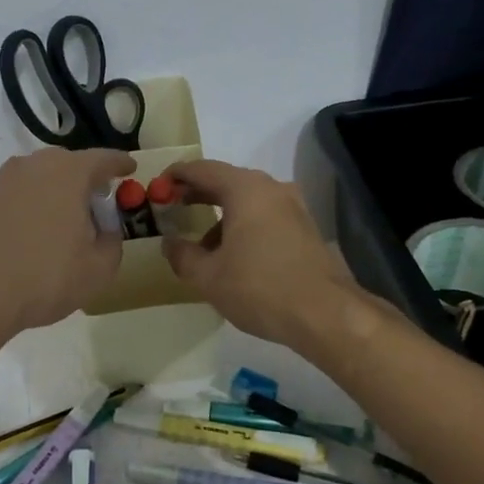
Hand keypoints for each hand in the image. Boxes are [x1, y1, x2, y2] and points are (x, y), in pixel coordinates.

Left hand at [0, 146, 134, 334]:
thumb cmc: (45, 276)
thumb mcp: (98, 269)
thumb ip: (113, 243)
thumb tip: (106, 230)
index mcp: (70, 172)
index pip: (104, 159)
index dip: (120, 165)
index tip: (130, 169)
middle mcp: (35, 165)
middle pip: (69, 164)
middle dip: (87, 180)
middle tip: (98, 203)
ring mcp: (3, 181)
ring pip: (41, 179)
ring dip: (58, 194)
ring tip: (67, 222)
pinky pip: (20, 195)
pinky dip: (34, 207)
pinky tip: (37, 234)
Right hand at [160, 159, 358, 349]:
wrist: (324, 313)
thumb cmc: (259, 288)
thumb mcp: (209, 277)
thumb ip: (183, 255)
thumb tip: (169, 243)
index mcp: (245, 190)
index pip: (203, 170)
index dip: (177, 175)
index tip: (158, 186)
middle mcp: (272, 189)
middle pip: (227, 181)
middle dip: (199, 193)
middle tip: (173, 207)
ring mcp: (294, 208)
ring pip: (248, 201)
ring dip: (222, 215)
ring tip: (202, 244)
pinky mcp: (305, 229)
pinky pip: (265, 216)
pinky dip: (243, 225)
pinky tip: (233, 256)